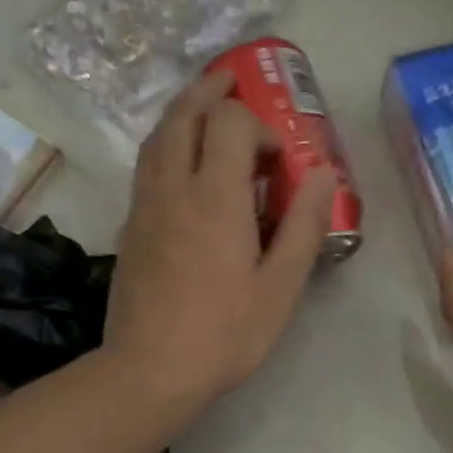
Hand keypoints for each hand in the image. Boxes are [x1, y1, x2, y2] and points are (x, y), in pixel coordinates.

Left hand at [105, 70, 336, 411]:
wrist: (150, 370)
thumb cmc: (225, 333)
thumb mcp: (281, 286)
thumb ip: (303, 225)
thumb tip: (322, 173)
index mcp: (215, 197)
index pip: (230, 124)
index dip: (259, 126)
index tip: (279, 160)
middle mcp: (174, 187)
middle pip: (184, 115)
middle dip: (210, 91)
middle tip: (232, 82)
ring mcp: (145, 206)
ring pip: (158, 136)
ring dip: (183, 111)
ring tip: (205, 108)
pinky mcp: (130, 227)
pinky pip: (147, 164)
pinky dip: (166, 143)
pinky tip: (180, 160)